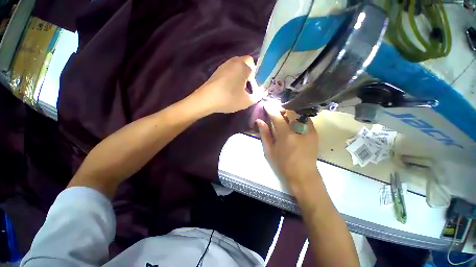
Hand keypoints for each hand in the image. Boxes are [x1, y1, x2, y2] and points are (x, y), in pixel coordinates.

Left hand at [194, 56, 264, 113]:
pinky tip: (230, 87)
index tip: (255, 89)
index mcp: (243, 67)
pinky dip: (233, 75)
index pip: (256, 68)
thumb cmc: (229, 99)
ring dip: (241, 73)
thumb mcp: (246, 101)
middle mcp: (234, 62)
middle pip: (247, 62)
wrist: (206, 99)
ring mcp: (224, 65)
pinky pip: (229, 69)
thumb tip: (263, 92)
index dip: (257, 79)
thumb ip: (258, 96)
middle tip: (249, 85)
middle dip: (250, 72)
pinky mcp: (217, 70)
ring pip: (237, 65)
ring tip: (240, 87)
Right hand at [256, 102, 318, 183]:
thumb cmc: (283, 164)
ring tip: (284, 117)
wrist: (303, 174)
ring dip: (290, 113)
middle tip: (276, 112)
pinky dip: (298, 117)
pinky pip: (306, 119)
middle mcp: (299, 130)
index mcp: (285, 136)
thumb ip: (264, 134)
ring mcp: (309, 131)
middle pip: (291, 112)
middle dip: (282, 109)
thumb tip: (259, 121)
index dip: (271, 109)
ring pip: (299, 114)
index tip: (266, 105)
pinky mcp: (315, 133)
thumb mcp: (269, 151)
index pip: (277, 117)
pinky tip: (294, 122)